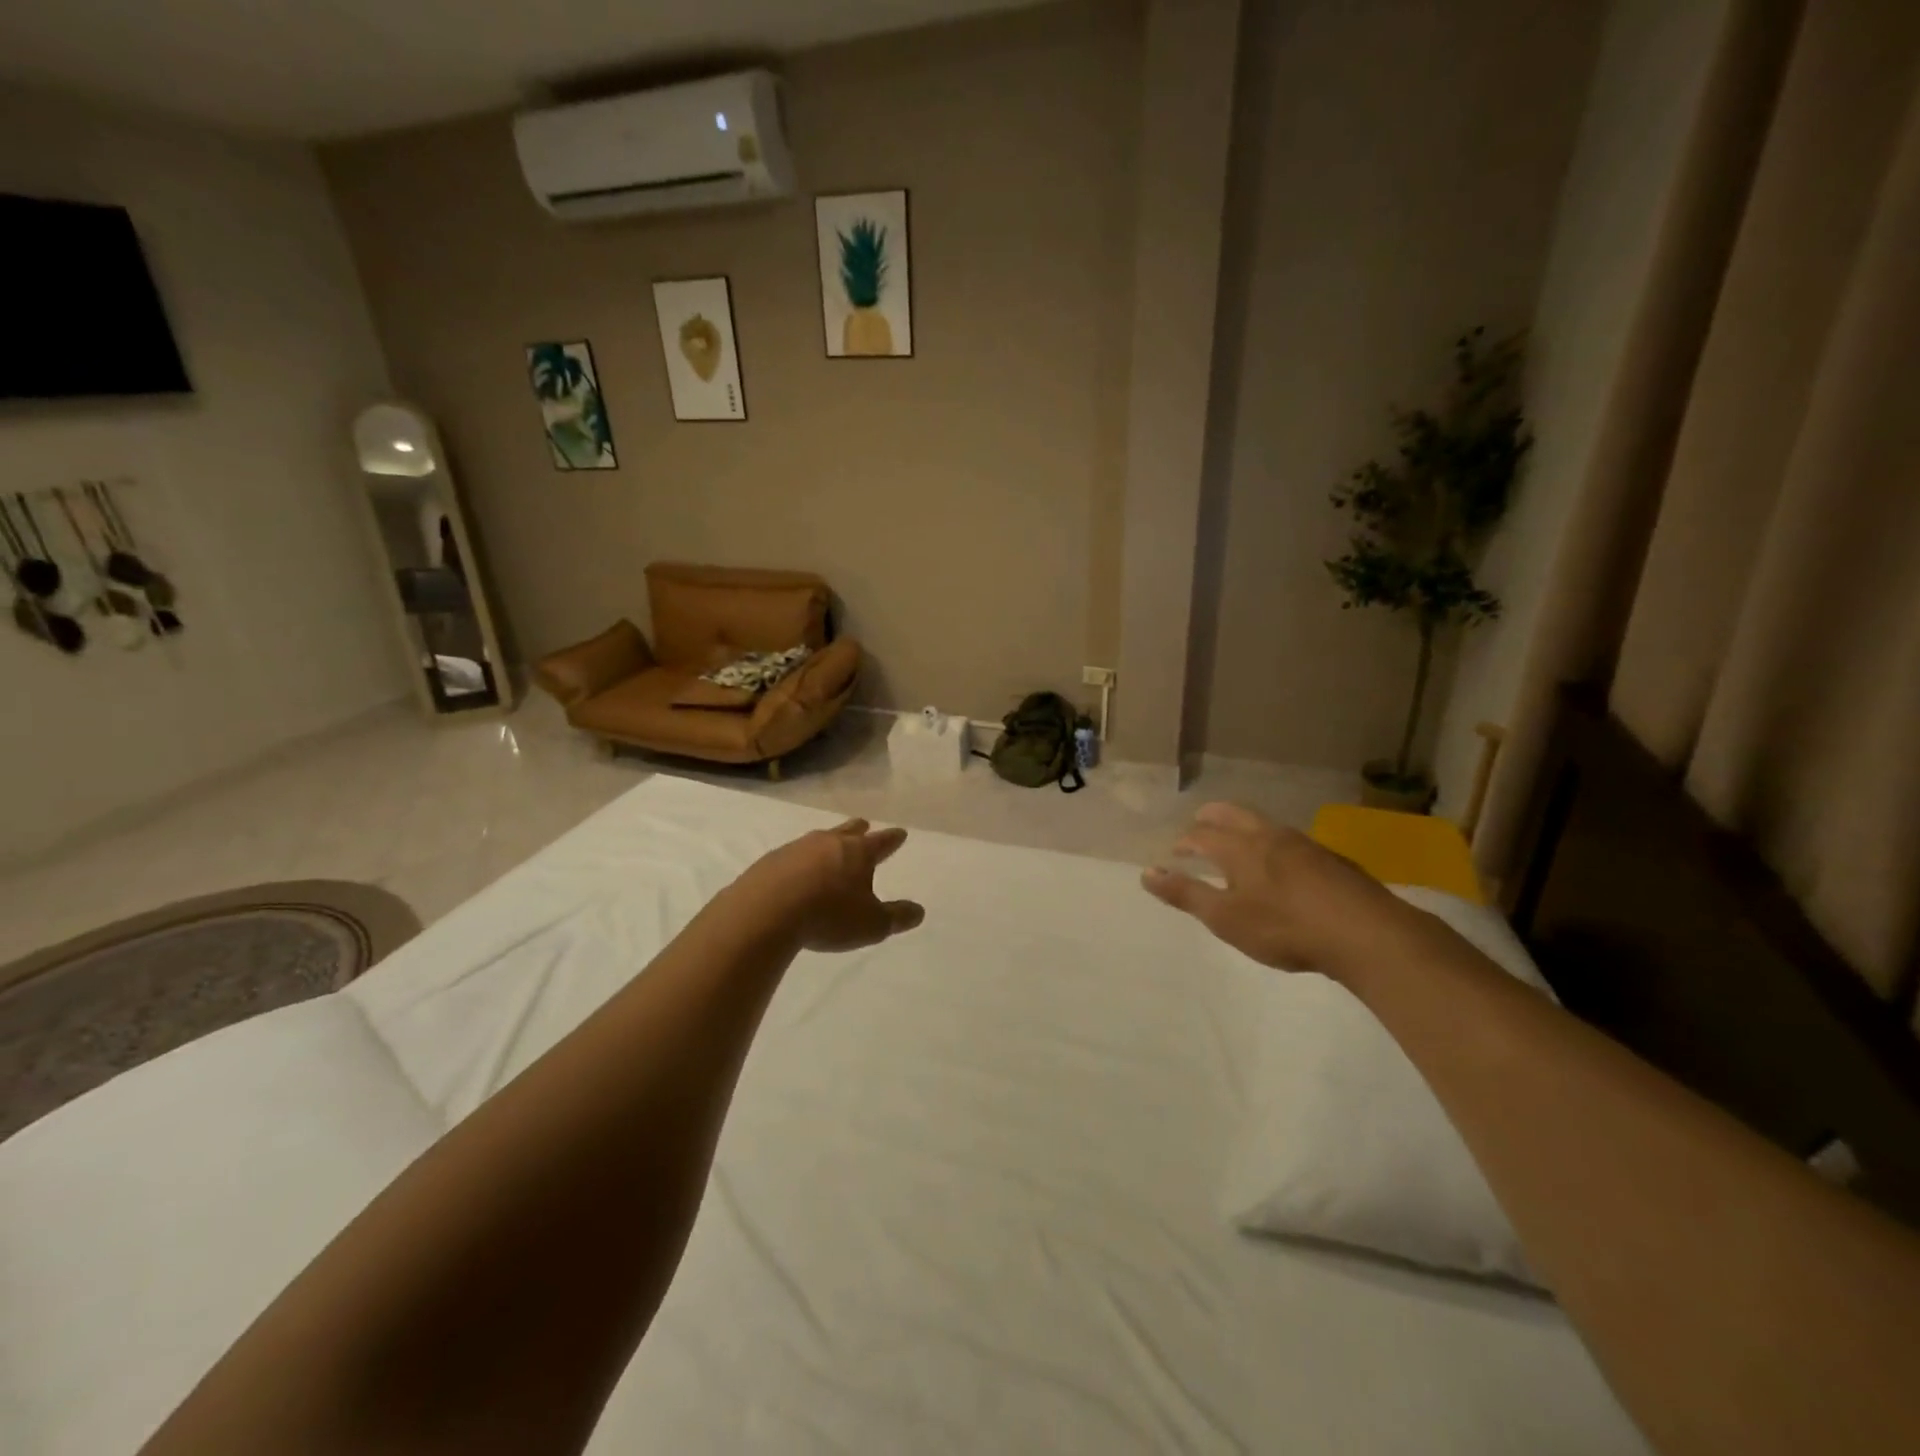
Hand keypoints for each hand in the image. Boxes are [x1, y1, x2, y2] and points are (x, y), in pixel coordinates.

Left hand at [737, 819, 925, 953]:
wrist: (764, 913)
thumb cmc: (828, 916)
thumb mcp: (872, 925)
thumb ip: (897, 917)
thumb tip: (919, 911)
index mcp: (857, 852)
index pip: (881, 842)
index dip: (893, 839)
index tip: (900, 833)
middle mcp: (827, 843)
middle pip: (847, 831)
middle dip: (858, 829)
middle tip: (864, 825)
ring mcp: (795, 849)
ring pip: (818, 840)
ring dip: (827, 844)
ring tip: (829, 850)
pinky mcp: (769, 862)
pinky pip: (791, 857)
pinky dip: (799, 862)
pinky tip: (795, 873)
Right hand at [1141, 801, 1410, 976]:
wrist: (1367, 933)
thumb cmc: (1285, 927)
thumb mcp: (1226, 918)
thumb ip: (1186, 894)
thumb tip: (1146, 872)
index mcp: (1239, 848)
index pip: (1201, 835)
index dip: (1183, 843)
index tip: (1174, 853)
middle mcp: (1269, 836)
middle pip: (1233, 814)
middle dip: (1211, 817)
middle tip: (1199, 822)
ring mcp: (1304, 845)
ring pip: (1264, 824)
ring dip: (1243, 826)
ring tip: (1237, 840)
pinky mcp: (1331, 860)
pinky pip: (1290, 840)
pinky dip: (1272, 842)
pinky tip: (1281, 865)